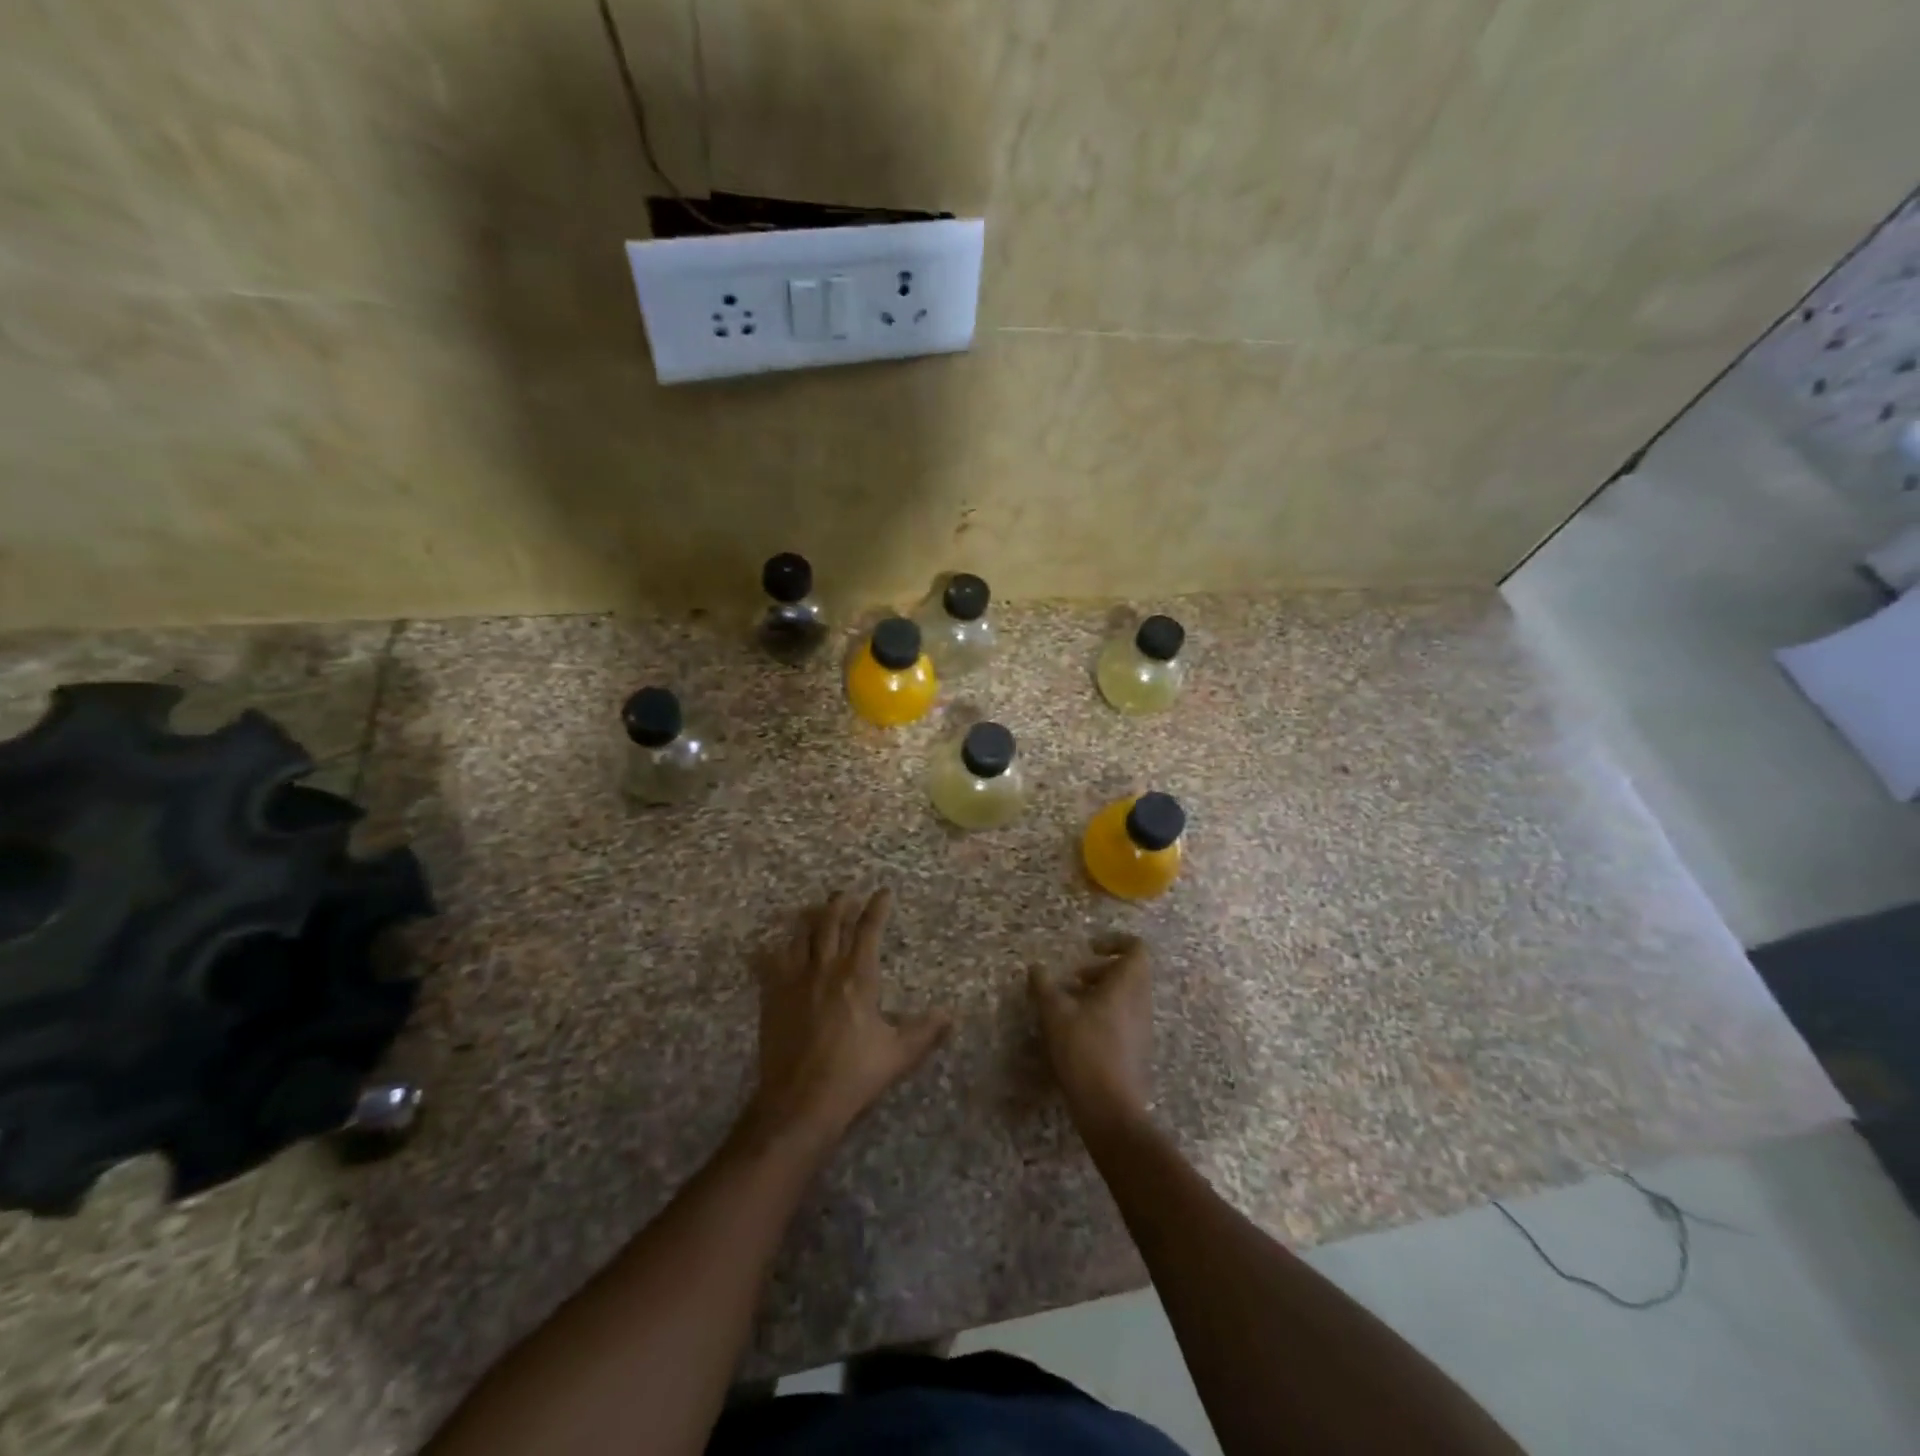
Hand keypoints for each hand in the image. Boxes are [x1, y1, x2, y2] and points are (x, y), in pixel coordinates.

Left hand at [743, 888, 950, 1157]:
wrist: (800, 1101)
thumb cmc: (853, 1074)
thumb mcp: (898, 1054)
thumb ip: (925, 1031)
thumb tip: (950, 1014)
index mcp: (858, 976)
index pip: (868, 930)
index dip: (877, 908)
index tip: (882, 892)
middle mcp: (825, 969)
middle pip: (830, 924)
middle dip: (839, 905)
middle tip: (845, 893)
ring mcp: (794, 981)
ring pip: (801, 937)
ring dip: (810, 920)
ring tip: (814, 911)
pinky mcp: (772, 998)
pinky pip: (770, 963)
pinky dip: (773, 950)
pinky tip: (771, 947)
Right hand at [1029, 934, 1152, 1129]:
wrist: (1110, 1107)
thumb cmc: (1084, 1049)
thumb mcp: (1055, 1013)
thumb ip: (1044, 986)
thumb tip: (1036, 968)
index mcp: (1127, 984)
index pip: (1136, 948)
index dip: (1114, 941)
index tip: (1088, 948)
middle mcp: (1141, 1001)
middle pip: (1128, 972)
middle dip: (1098, 970)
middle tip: (1071, 980)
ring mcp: (1142, 1027)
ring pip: (1125, 996)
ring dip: (1098, 993)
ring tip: (1068, 1006)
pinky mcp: (1137, 1049)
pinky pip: (1124, 1017)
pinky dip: (1103, 1014)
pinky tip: (1077, 1032)